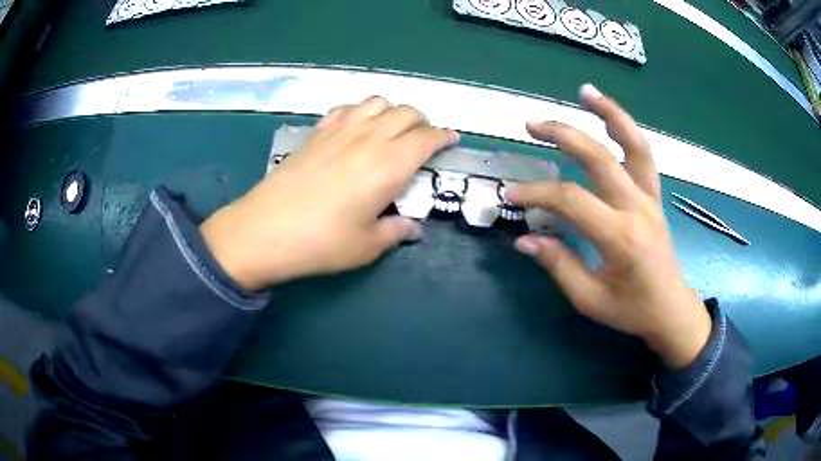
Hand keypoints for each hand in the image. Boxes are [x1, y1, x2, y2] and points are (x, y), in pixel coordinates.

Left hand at [200, 97, 458, 290]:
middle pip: (406, 112)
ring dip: (393, 110)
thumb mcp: (366, 246)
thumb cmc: (320, 243)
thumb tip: (412, 228)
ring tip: (392, 129)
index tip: (451, 140)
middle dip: (423, 121)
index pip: (427, 138)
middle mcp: (368, 139)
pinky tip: (356, 127)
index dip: (444, 136)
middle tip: (424, 139)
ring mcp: (339, 131)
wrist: (264, 231)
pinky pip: (346, 108)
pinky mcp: (316, 133)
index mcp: (389, 165)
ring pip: (377, 102)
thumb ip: (395, 232)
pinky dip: (360, 111)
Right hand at [507, 84, 710, 367]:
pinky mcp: (655, 196)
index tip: (512, 194)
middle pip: (600, 158)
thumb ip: (558, 265)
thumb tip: (524, 239)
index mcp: (620, 237)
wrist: (671, 309)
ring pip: (634, 145)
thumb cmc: (631, 310)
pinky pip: (643, 156)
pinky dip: (627, 131)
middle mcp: (637, 209)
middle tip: (531, 125)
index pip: (571, 200)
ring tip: (585, 92)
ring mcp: (651, 198)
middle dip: (563, 136)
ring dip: (610, 114)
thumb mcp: (590, 299)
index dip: (538, 193)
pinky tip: (609, 117)